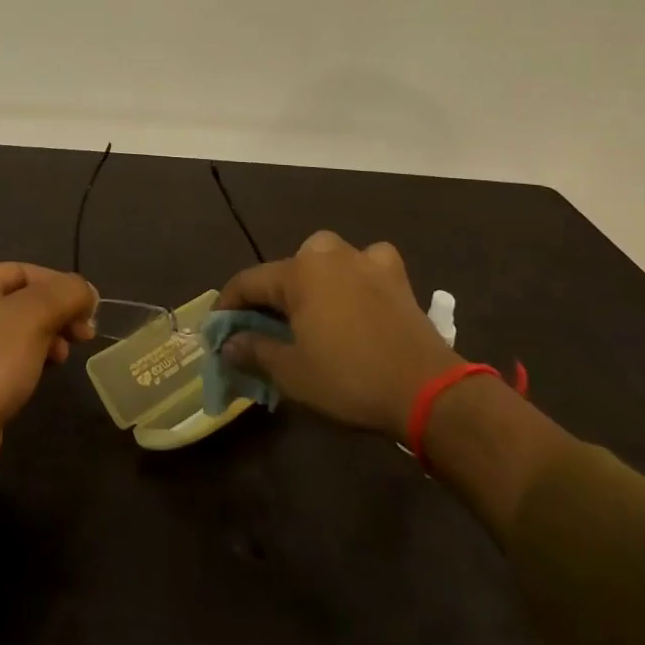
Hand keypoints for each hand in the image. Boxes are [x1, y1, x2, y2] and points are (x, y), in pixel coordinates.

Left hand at [0, 262, 97, 463]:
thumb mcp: (36, 313)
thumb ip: (67, 292)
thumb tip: (87, 291)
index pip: (27, 272)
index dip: (62, 287)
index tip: (90, 310)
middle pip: (23, 300)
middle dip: (57, 315)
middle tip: (85, 335)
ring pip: (17, 329)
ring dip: (47, 337)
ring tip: (64, 357)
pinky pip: (5, 355)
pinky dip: (29, 357)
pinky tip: (45, 371)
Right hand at [217, 232, 454, 439]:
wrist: (426, 389)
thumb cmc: (350, 379)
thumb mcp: (292, 374)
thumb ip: (255, 352)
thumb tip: (227, 344)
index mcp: (298, 274)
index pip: (249, 281)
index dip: (229, 304)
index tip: (218, 329)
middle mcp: (328, 255)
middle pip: (287, 268)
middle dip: (272, 294)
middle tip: (268, 327)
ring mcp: (365, 260)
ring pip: (326, 258)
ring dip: (313, 278)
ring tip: (313, 309)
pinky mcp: (396, 275)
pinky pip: (368, 262)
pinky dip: (359, 273)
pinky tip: (360, 291)